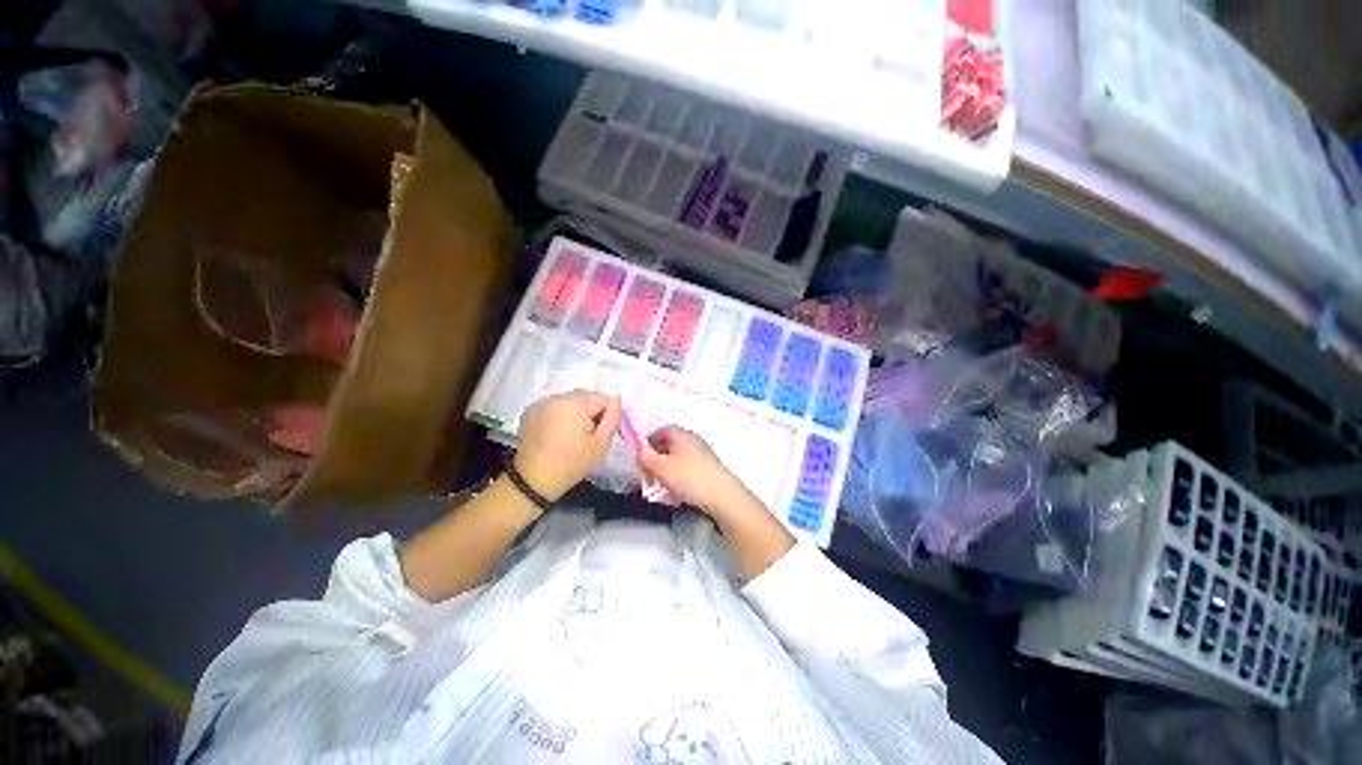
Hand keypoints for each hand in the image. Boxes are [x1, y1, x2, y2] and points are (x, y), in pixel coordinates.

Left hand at [514, 391, 621, 501]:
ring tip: (569, 438)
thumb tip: (616, 399)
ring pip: (569, 403)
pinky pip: (553, 408)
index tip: (596, 436)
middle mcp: (556, 397)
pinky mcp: (529, 412)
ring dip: (573, 415)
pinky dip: (558, 417)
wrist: (534, 480)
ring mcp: (540, 403)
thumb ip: (613, 417)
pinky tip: (555, 436)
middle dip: (588, 415)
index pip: (601, 399)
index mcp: (574, 402)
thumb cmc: (572, 462)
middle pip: (584, 399)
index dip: (604, 417)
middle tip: (584, 439)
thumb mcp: (601, 443)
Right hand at [640, 426, 793, 578]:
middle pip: (670, 445)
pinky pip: (688, 471)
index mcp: (682, 435)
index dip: (649, 440)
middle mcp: (694, 441)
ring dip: (667, 471)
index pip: (663, 430)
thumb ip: (645, 458)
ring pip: (679, 460)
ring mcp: (703, 456)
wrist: (722, 496)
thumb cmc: (689, 477)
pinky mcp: (709, 471)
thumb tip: (639, 451)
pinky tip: (675, 495)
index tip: (640, 454)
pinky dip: (678, 479)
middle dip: (657, 458)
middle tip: (647, 472)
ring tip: (659, 486)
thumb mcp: (661, 468)